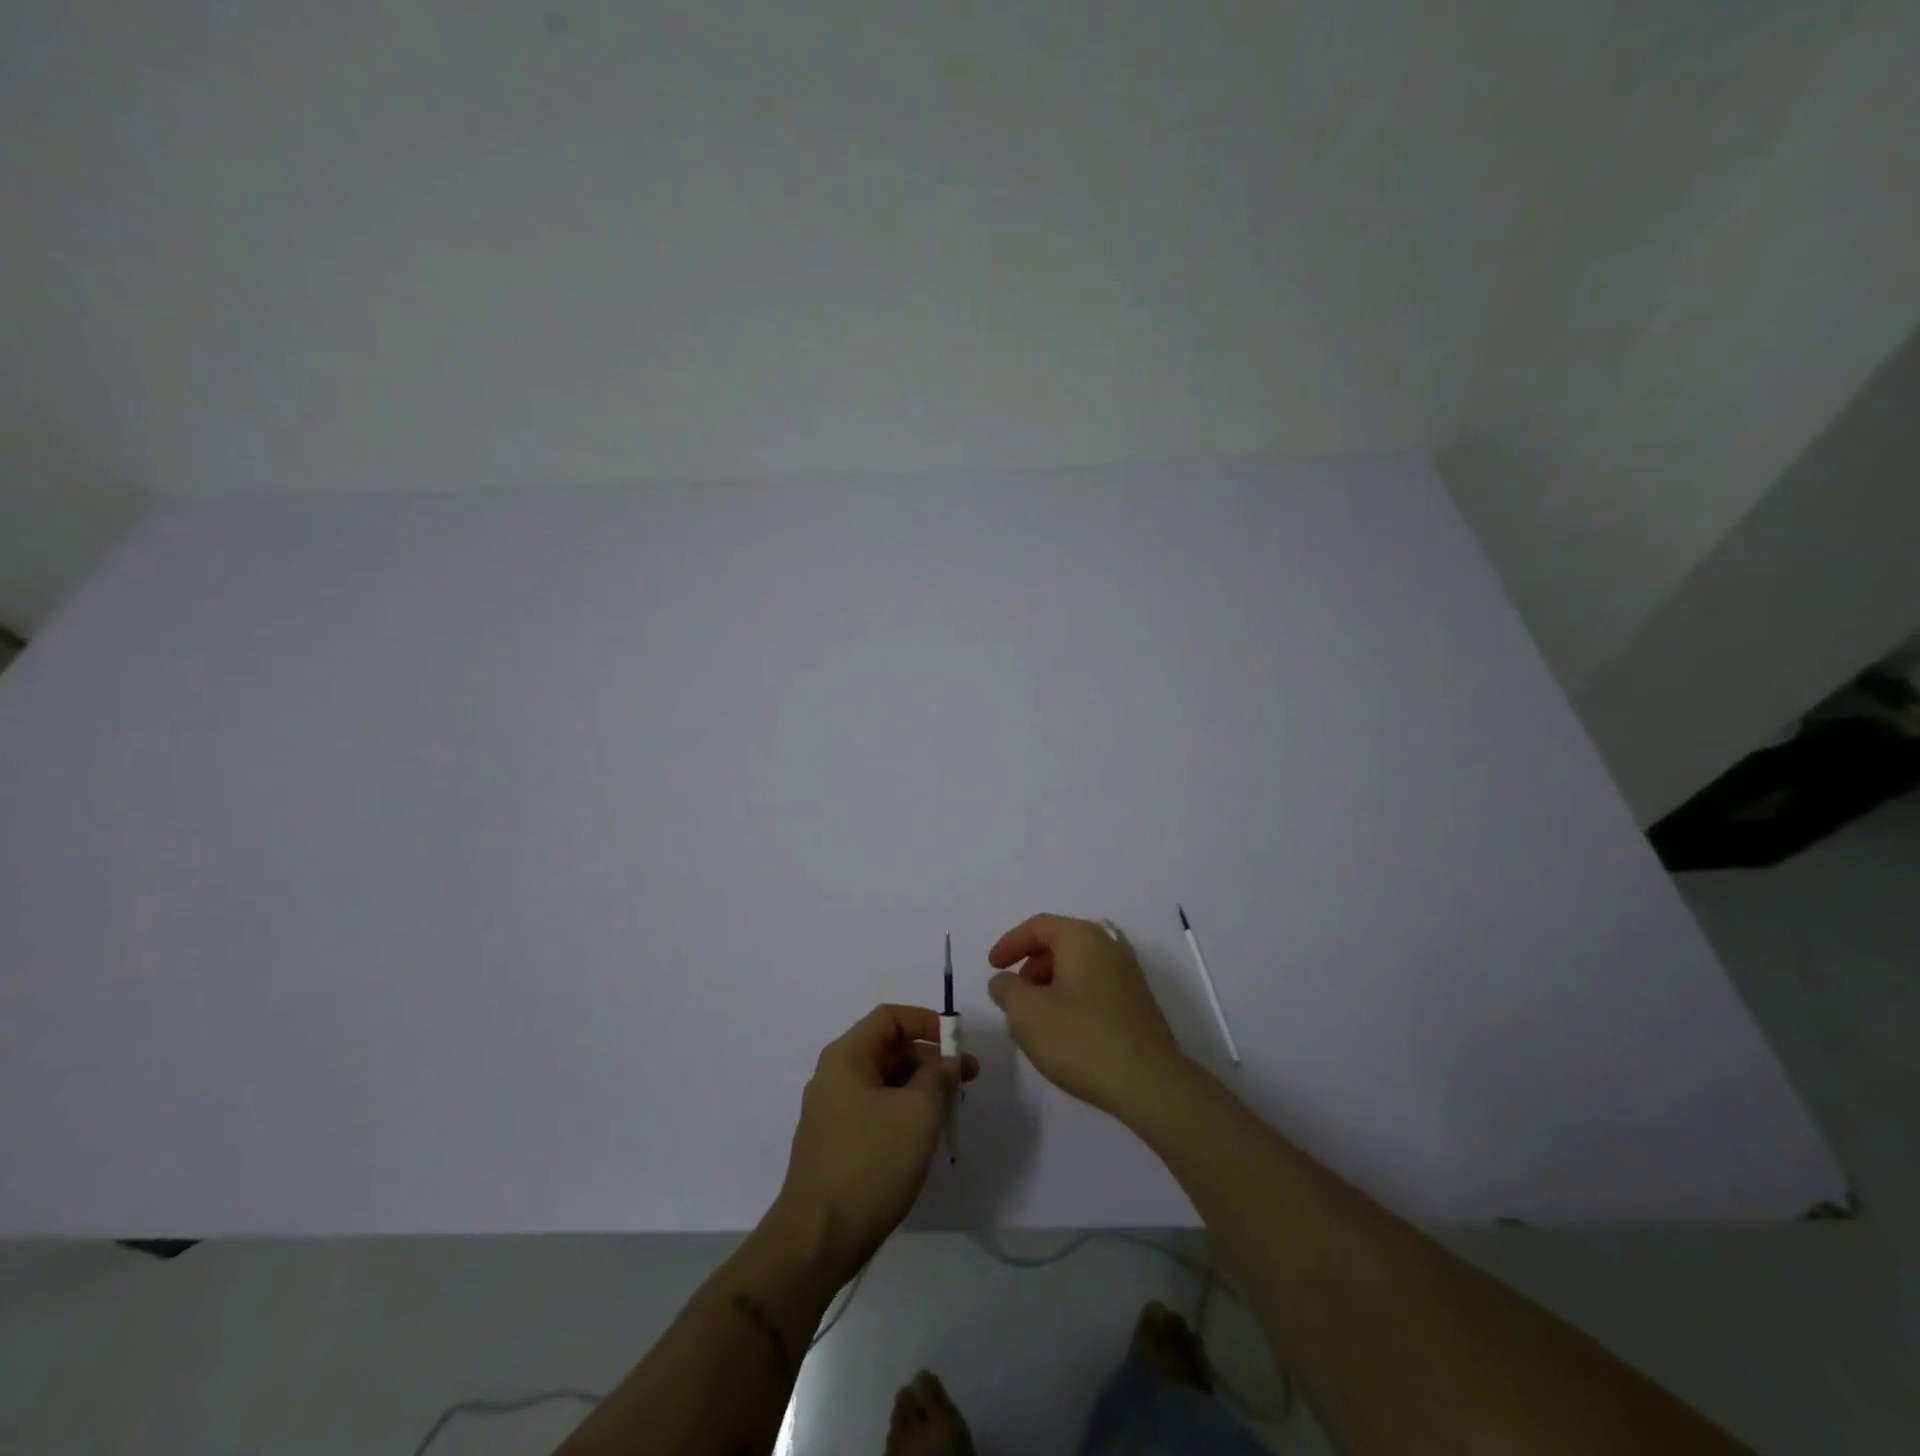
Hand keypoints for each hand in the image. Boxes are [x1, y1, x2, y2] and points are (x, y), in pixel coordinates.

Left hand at [773, 1004, 978, 1284]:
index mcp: (846, 1057)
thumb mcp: (917, 1112)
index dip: (926, 1022)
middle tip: (965, 1080)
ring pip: (884, 1082)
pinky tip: (924, 1136)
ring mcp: (833, 1112)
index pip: (889, 1018)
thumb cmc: (870, 1162)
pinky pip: (876, 1110)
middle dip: (929, 1058)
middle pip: (888, 1049)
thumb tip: (947, 1061)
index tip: (957, 1043)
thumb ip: (938, 1077)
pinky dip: (904, 1112)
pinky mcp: (837, 1144)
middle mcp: (835, 1076)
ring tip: (950, 1109)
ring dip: (920, 1087)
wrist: (817, 1240)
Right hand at [988, 913, 1187, 1118]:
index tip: (992, 966)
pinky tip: (1064, 1031)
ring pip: (1078, 967)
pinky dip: (1072, 997)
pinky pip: (1095, 986)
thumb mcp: (1026, 1013)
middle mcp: (1109, 947)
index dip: (1010, 943)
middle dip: (1031, 966)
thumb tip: (1004, 981)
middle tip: (1014, 995)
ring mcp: (1128, 975)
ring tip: (1035, 1018)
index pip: (1039, 926)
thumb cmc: (1081, 1039)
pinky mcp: (1137, 1003)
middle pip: (1060, 943)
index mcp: (1083, 938)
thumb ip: (1007, 990)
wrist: (1149, 1084)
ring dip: (1051, 984)